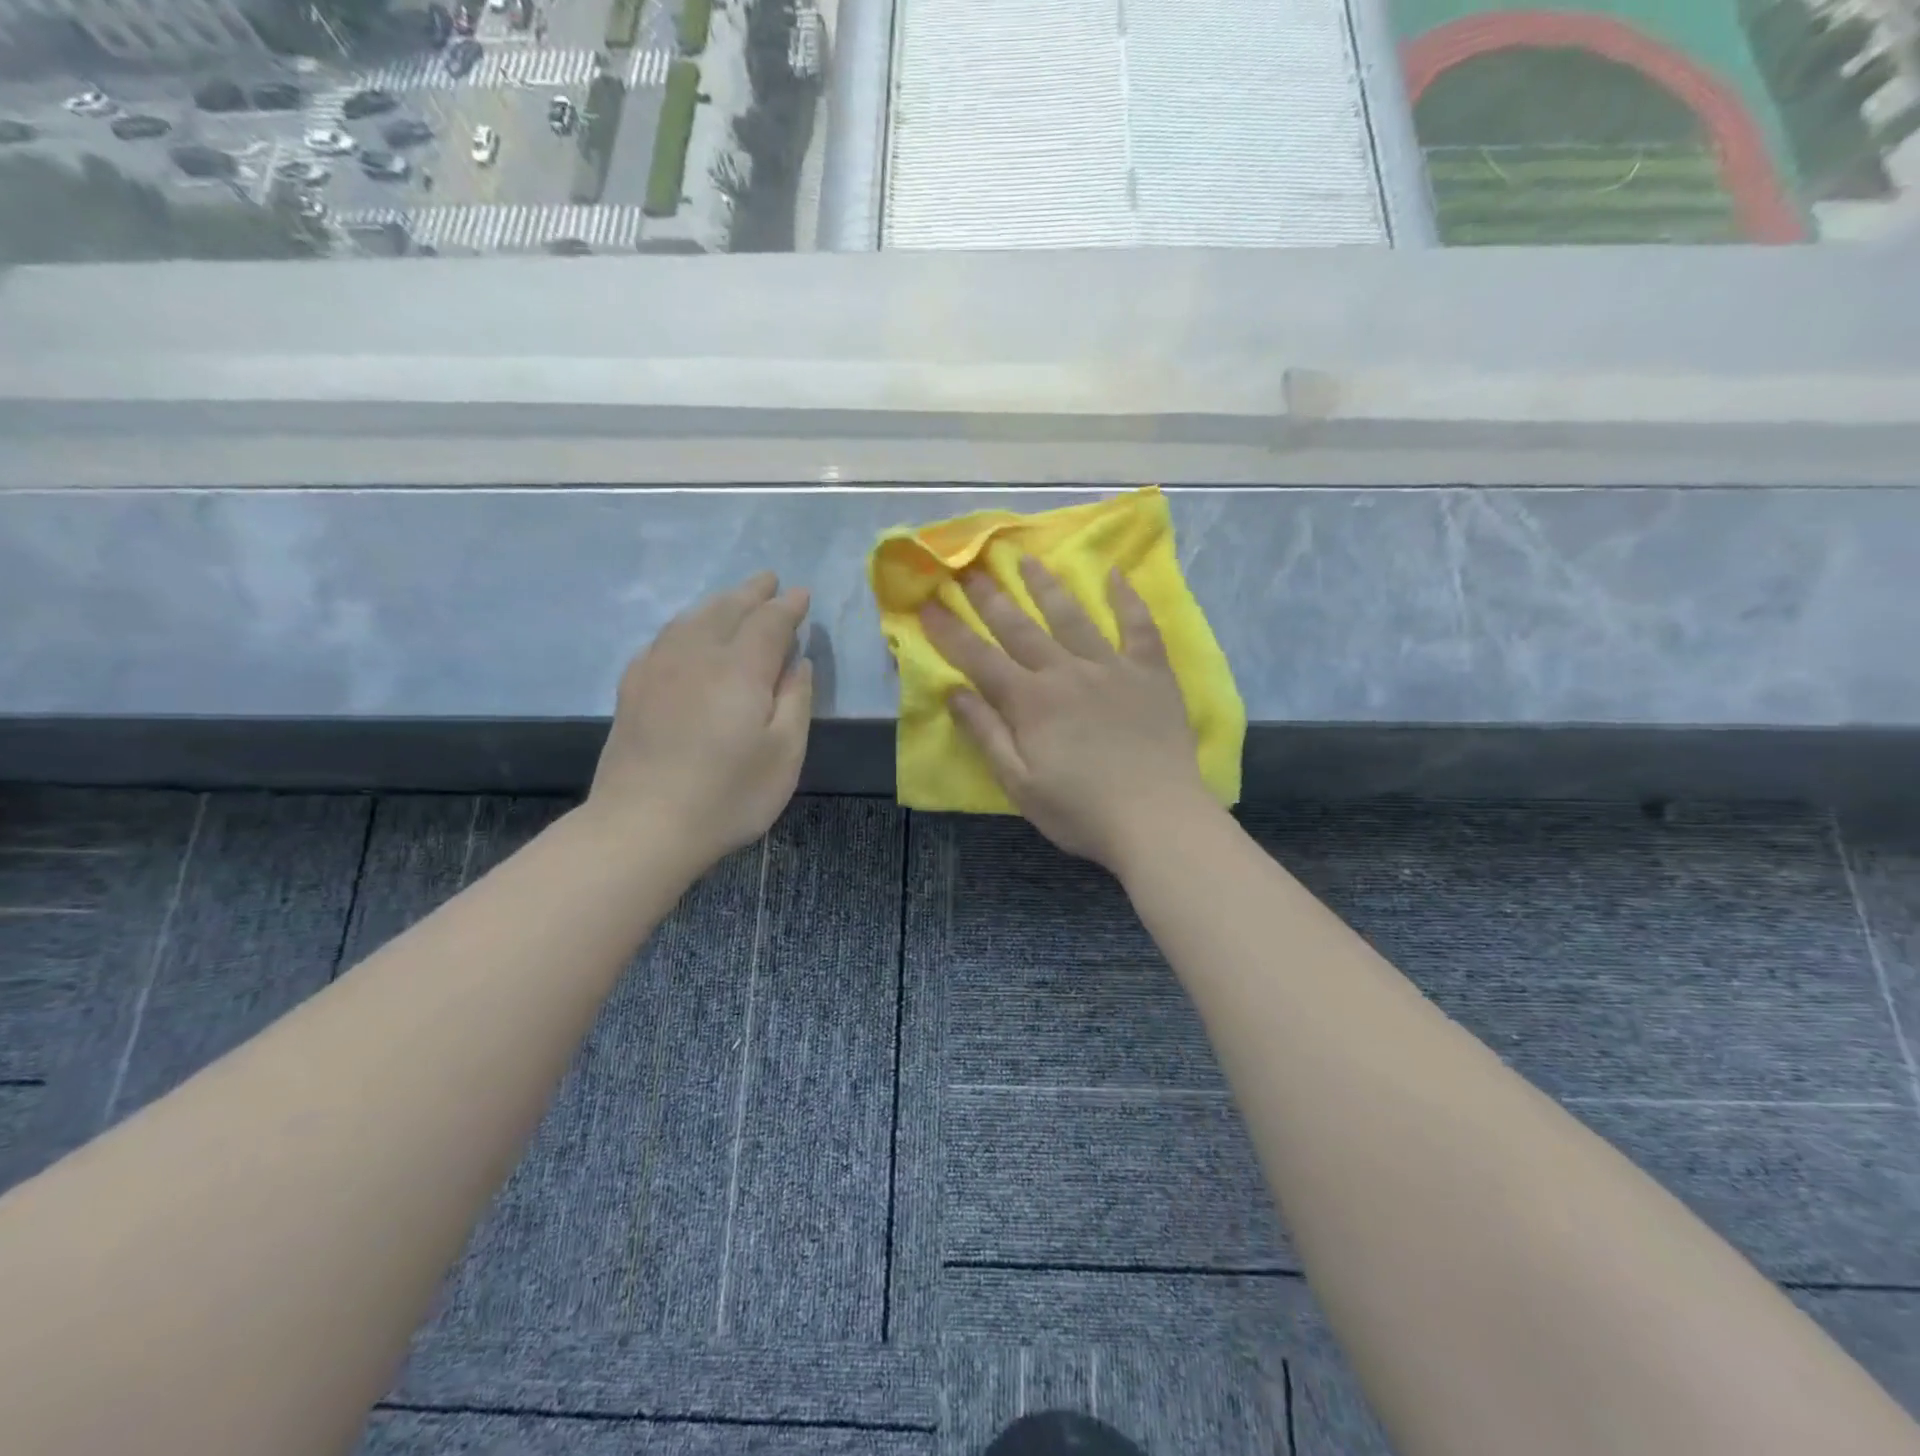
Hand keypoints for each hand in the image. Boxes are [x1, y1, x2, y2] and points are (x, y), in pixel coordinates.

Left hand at [589, 573, 812, 865]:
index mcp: (740, 668)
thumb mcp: (784, 754)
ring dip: (718, 602)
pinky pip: (664, 637)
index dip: (789, 606)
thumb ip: (796, 700)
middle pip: (727, 608)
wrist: (642, 826)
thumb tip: (798, 661)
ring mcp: (658, 667)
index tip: (802, 595)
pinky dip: (686, 624)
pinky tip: (687, 634)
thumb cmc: (728, 795)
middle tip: (770, 581)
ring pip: (692, 617)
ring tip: (734, 599)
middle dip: (753, 592)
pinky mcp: (633, 687)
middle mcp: (697, 654)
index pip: (769, 621)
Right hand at [920, 558, 1214, 872]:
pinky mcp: (1150, 673)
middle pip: (1020, 627)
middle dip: (990, 597)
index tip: (927, 603)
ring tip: (1026, 560)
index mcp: (1030, 702)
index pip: (979, 658)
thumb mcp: (1019, 783)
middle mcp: (1066, 672)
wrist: (1157, 820)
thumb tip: (954, 692)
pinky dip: (1126, 599)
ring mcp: (1111, 667)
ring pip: (1072, 616)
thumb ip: (986, 734)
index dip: (950, 631)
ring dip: (1046, 586)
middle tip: (969, 568)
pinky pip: (1139, 626)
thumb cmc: (1081, 811)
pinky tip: (1114, 574)